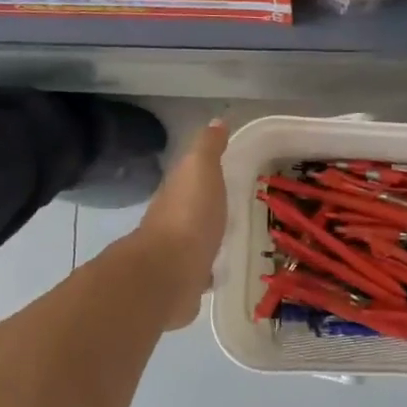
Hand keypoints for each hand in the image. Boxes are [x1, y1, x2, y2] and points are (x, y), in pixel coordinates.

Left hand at [133, 119, 230, 328]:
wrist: (168, 274)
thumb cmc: (189, 217)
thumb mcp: (201, 170)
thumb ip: (207, 148)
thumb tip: (215, 121)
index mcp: (176, 193)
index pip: (191, 178)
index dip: (207, 173)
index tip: (230, 170)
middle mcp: (172, 223)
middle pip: (193, 210)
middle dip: (209, 208)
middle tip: (238, 206)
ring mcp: (176, 256)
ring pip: (196, 242)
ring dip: (208, 239)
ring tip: (234, 239)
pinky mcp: (184, 285)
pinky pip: (199, 273)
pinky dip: (207, 271)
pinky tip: (221, 273)